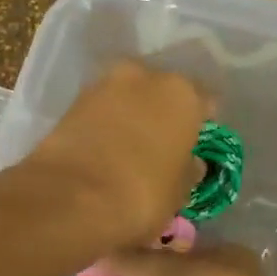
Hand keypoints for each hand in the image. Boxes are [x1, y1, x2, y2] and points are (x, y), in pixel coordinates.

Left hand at [23, 61, 211, 249]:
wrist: (70, 199)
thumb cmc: (142, 195)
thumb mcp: (179, 192)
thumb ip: (188, 170)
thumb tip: (189, 162)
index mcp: (184, 93)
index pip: (205, 102)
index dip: (202, 125)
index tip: (196, 145)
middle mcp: (145, 76)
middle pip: (162, 92)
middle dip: (162, 114)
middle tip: (160, 146)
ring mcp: (103, 84)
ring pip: (128, 98)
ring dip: (130, 117)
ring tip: (128, 150)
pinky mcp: (70, 102)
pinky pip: (99, 111)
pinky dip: (104, 126)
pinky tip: (103, 152)